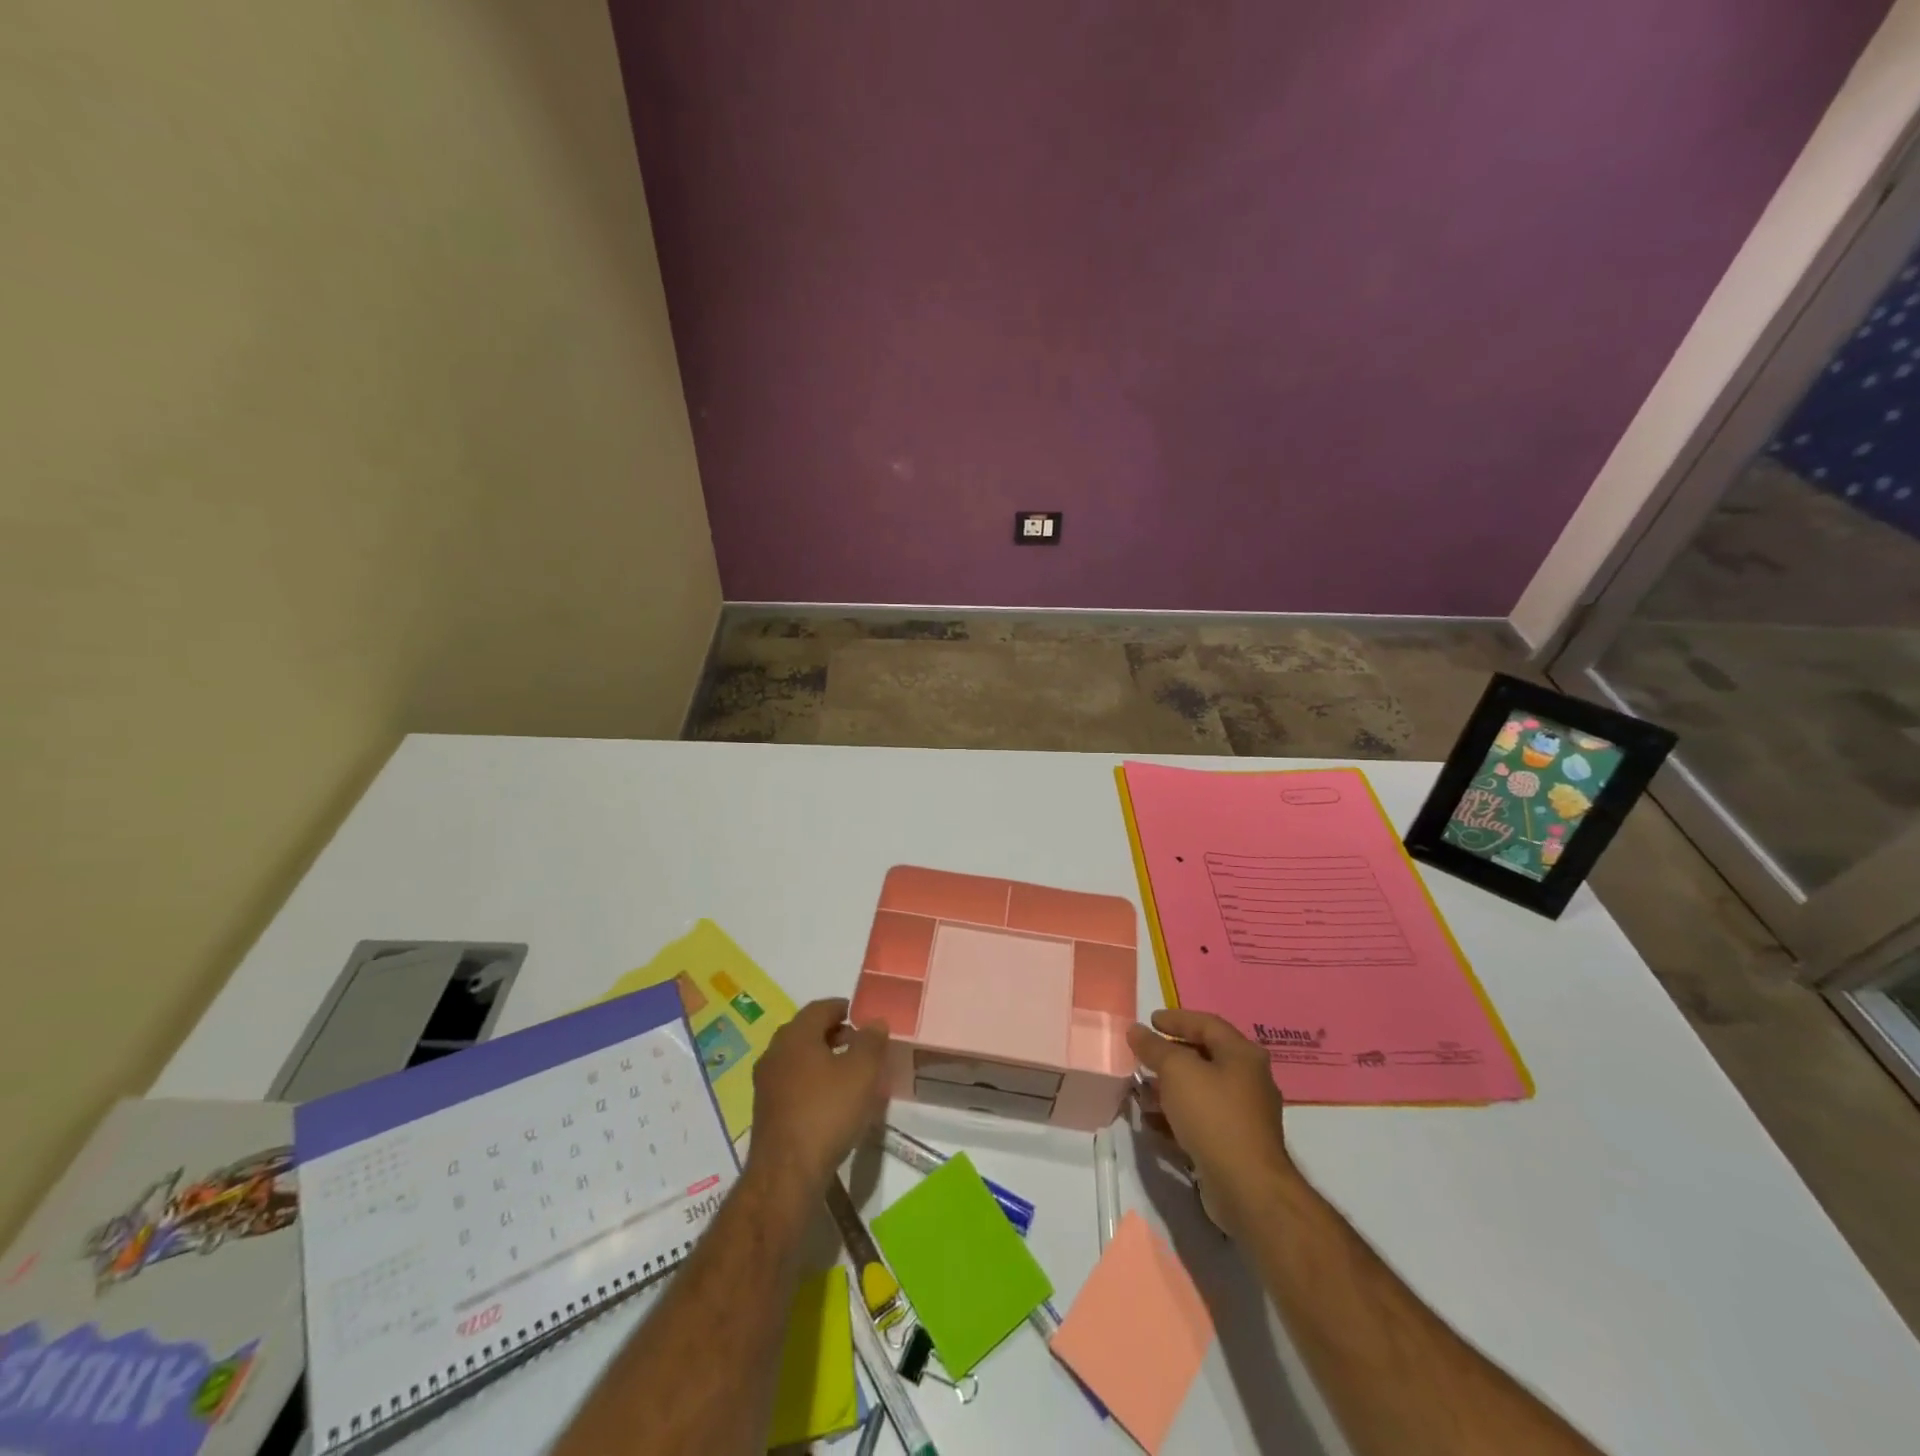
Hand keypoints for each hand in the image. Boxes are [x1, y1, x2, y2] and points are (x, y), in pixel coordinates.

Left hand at [747, 998, 889, 1197]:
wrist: (786, 1174)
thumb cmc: (827, 1112)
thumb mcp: (862, 1072)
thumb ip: (871, 1041)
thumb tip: (874, 1021)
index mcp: (795, 1035)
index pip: (820, 1007)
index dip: (844, 1008)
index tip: (863, 1017)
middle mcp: (775, 1052)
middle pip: (806, 1031)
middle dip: (833, 1033)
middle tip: (860, 1044)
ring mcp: (766, 1083)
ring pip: (798, 1058)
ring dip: (822, 1059)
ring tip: (849, 1074)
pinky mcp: (765, 1111)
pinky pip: (792, 1083)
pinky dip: (811, 1082)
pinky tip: (830, 1101)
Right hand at [1127, 1009, 1293, 1238]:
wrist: (1248, 1189)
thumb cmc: (1213, 1116)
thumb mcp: (1176, 1071)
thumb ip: (1154, 1048)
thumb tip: (1136, 1030)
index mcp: (1242, 1054)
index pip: (1206, 1024)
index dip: (1176, 1019)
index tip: (1149, 1021)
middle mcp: (1248, 1080)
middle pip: (1204, 1057)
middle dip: (1169, 1056)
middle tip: (1142, 1056)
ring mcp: (1244, 1115)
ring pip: (1200, 1091)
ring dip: (1169, 1089)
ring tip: (1140, 1091)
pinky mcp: (1235, 1145)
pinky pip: (1201, 1120)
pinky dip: (1176, 1116)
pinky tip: (1152, 1122)